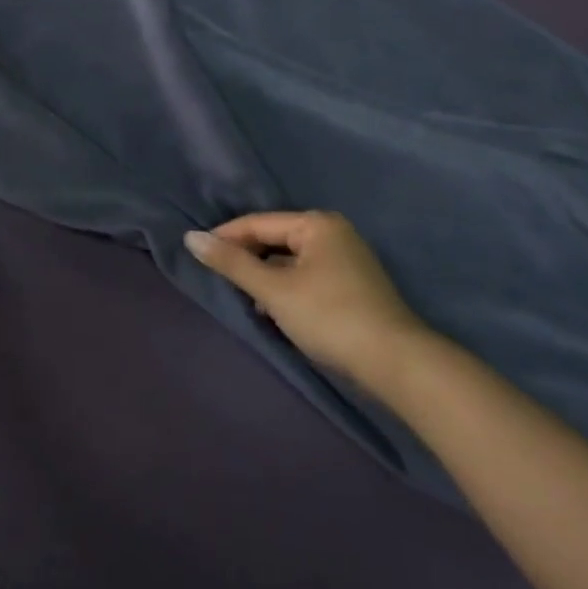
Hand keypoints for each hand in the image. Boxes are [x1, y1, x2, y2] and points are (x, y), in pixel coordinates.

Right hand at [185, 211, 432, 395]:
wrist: (396, 364)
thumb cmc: (329, 317)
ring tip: (244, 299)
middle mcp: (333, 233)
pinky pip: (305, 276)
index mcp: (317, 224)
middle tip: (219, 280)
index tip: (197, 256)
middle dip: (246, 260)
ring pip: (289, 261)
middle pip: (274, 240)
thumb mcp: (274, 290)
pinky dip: (285, 289)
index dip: (225, 239)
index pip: (257, 223)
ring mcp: (346, 260)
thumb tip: (190, 238)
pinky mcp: (352, 286)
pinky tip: (273, 311)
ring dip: (265, 278)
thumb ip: (232, 263)